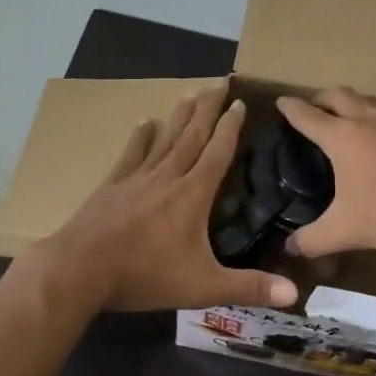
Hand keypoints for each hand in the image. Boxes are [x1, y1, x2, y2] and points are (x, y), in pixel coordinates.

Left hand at [37, 86, 299, 312]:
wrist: (80, 270)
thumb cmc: (145, 275)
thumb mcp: (203, 287)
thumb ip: (248, 287)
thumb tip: (294, 294)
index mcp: (193, 195)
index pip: (218, 153)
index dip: (231, 127)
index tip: (241, 102)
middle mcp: (167, 177)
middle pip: (192, 135)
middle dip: (208, 108)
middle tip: (219, 81)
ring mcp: (136, 178)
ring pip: (164, 139)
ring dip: (179, 116)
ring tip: (190, 92)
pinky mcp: (111, 186)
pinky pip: (131, 155)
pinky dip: (140, 138)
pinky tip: (144, 122)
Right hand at [275, 88, 375, 257]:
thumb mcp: (345, 231)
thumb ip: (312, 240)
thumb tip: (289, 249)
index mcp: (342, 137)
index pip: (308, 116)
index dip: (291, 108)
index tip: (281, 102)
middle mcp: (367, 120)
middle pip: (338, 95)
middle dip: (320, 98)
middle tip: (311, 109)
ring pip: (366, 101)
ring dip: (349, 104)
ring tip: (343, 121)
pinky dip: (372, 118)